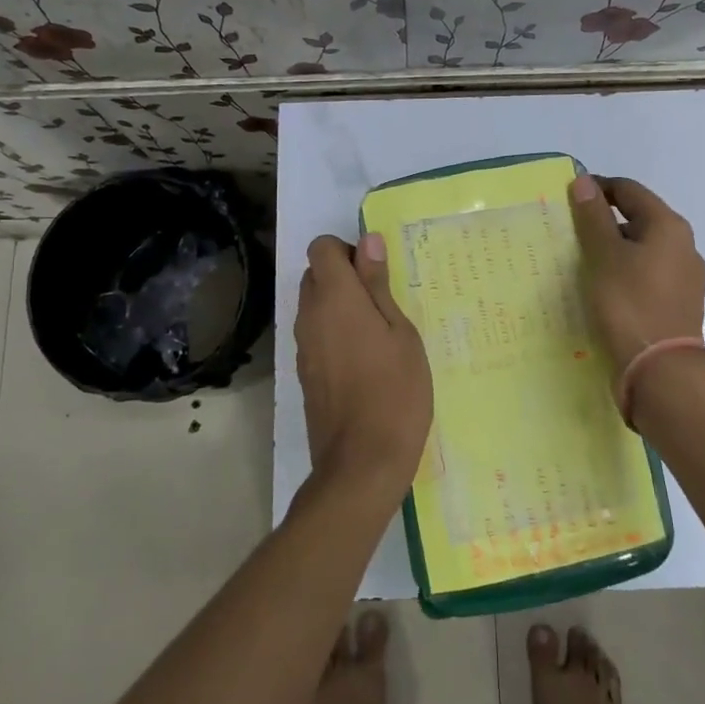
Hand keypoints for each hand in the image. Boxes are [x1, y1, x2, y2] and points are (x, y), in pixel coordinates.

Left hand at [295, 232, 432, 500]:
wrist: (362, 462)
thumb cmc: (395, 391)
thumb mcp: (401, 332)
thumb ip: (378, 285)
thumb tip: (368, 241)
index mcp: (335, 297)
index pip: (321, 247)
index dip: (346, 250)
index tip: (375, 273)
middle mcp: (309, 315)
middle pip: (315, 275)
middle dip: (344, 277)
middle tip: (382, 304)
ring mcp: (303, 346)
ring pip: (314, 306)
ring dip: (340, 307)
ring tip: (379, 335)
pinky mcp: (305, 373)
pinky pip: (316, 335)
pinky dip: (334, 334)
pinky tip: (366, 362)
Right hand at [568, 174, 704, 367]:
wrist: (661, 371)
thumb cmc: (629, 304)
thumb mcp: (604, 255)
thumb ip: (593, 217)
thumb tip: (584, 181)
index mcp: (669, 226)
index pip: (629, 190)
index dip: (597, 189)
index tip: (566, 200)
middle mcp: (683, 246)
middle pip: (637, 219)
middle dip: (603, 222)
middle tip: (569, 235)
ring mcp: (684, 277)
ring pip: (641, 250)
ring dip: (612, 250)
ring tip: (581, 264)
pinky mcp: (677, 303)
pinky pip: (645, 275)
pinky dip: (623, 274)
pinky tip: (603, 290)